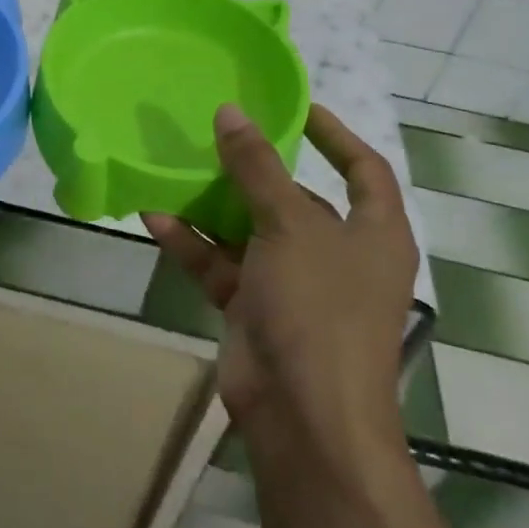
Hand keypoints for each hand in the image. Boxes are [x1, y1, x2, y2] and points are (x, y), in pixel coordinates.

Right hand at [142, 103, 417, 467]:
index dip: (334, 134)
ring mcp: (296, 285)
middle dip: (255, 169)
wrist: (305, 420)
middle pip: (296, 198)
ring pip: (250, 231)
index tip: (295, 107)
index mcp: (374, 233)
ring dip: (213, 205)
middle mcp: (338, 255)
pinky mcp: (257, 310)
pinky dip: (192, 244)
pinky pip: (222, 265)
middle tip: (215, 133)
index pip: (363, 168)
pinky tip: (155, 217)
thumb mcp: (289, 226)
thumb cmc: (318, 308)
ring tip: (175, 166)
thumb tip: (231, 112)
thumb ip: (257, 167)